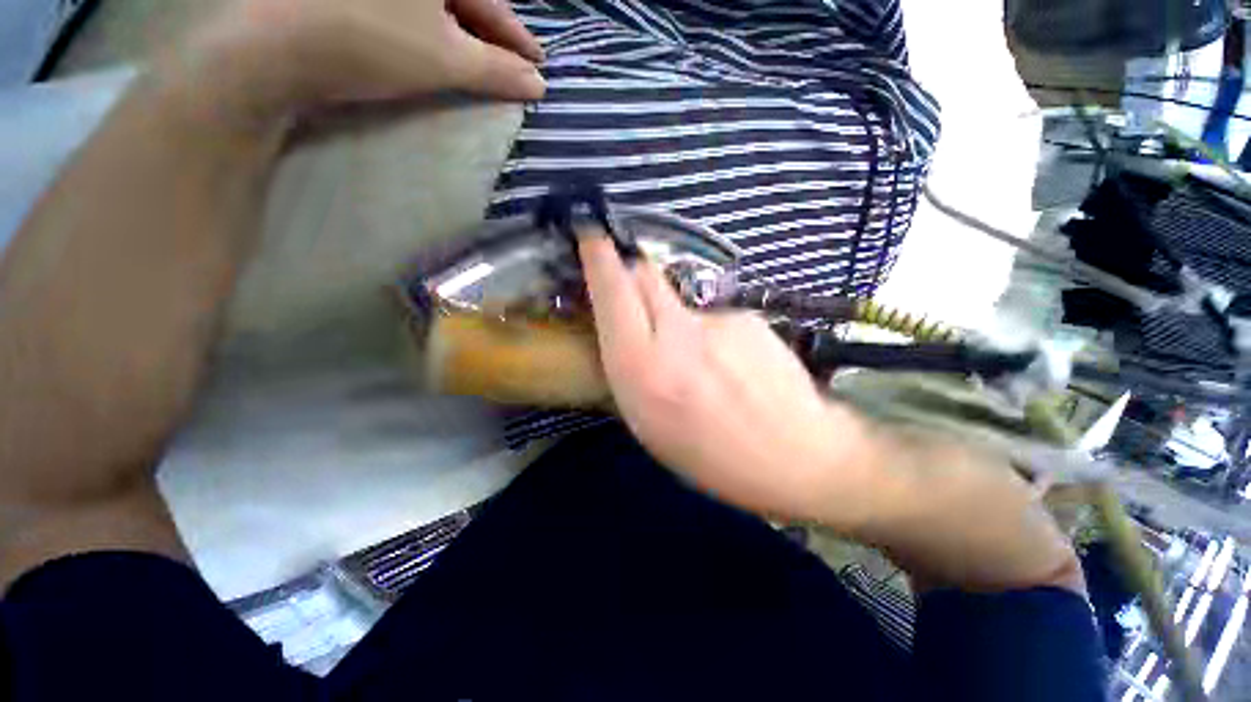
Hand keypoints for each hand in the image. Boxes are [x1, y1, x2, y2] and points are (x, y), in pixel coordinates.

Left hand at [171, 0, 545, 126]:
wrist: (273, 46)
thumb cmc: (370, 41)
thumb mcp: (446, 59)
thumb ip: (498, 70)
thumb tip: (537, 84)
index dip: (516, 35)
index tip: (538, 63)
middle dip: (492, 33)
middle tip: (515, 65)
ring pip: (436, 1)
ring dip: (464, 30)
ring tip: (484, 60)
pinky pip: (408, 4)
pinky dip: (431, 25)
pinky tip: (441, 44)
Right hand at [577, 234, 879, 522]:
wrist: (799, 455)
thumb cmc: (712, 458)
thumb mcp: (648, 428)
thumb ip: (627, 372)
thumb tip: (619, 334)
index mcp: (644, 371)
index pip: (613, 292)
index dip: (598, 256)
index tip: (590, 233)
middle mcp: (677, 336)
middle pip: (644, 274)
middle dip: (628, 272)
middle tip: (627, 292)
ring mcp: (717, 321)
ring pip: (676, 297)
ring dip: (670, 315)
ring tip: (694, 358)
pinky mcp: (747, 315)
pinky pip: (710, 313)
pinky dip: (706, 330)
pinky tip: (727, 361)